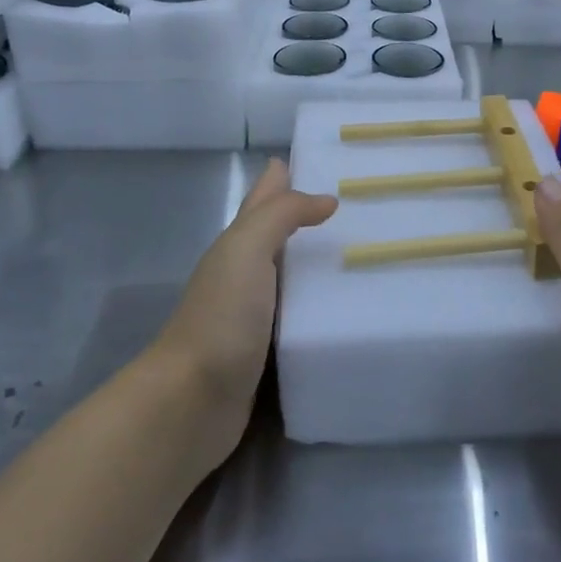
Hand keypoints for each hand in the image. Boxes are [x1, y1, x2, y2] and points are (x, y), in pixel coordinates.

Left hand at [154, 158, 336, 434]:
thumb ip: (282, 215)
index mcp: (238, 245)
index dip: (285, 177)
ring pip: (293, 276)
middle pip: (280, 235)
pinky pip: (302, 316)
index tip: (325, 159)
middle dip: (309, 216)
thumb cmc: (221, 317)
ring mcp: (257, 314)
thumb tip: (326, 199)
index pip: (265, 199)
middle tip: (362, 206)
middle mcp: (246, 274)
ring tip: (367, 252)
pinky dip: (321, 306)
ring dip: (320, 262)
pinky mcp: (270, 351)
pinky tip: (350, 307)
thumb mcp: (246, 249)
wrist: (192, 402)